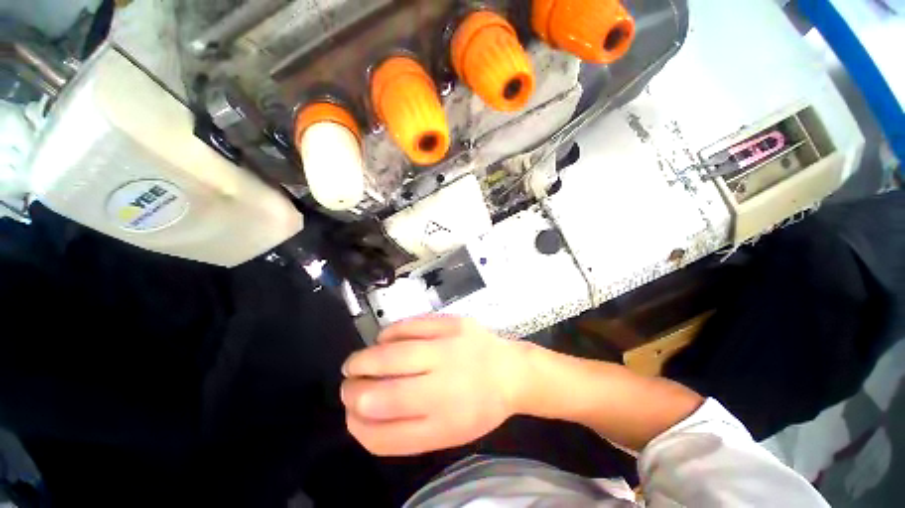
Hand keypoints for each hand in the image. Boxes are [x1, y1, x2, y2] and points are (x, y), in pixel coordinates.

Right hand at [341, 317, 525, 455]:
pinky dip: (388, 334)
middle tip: (347, 386)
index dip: (357, 425)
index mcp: (443, 426)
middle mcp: (444, 389)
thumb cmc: (479, 405)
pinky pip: (409, 326)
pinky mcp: (452, 324)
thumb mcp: (448, 432)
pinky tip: (382, 340)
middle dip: (353, 392)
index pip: (383, 435)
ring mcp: (448, 350)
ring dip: (363, 361)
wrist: (511, 371)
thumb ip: (407, 429)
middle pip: (381, 397)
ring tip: (354, 364)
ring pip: (391, 355)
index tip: (350, 414)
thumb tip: (365, 413)